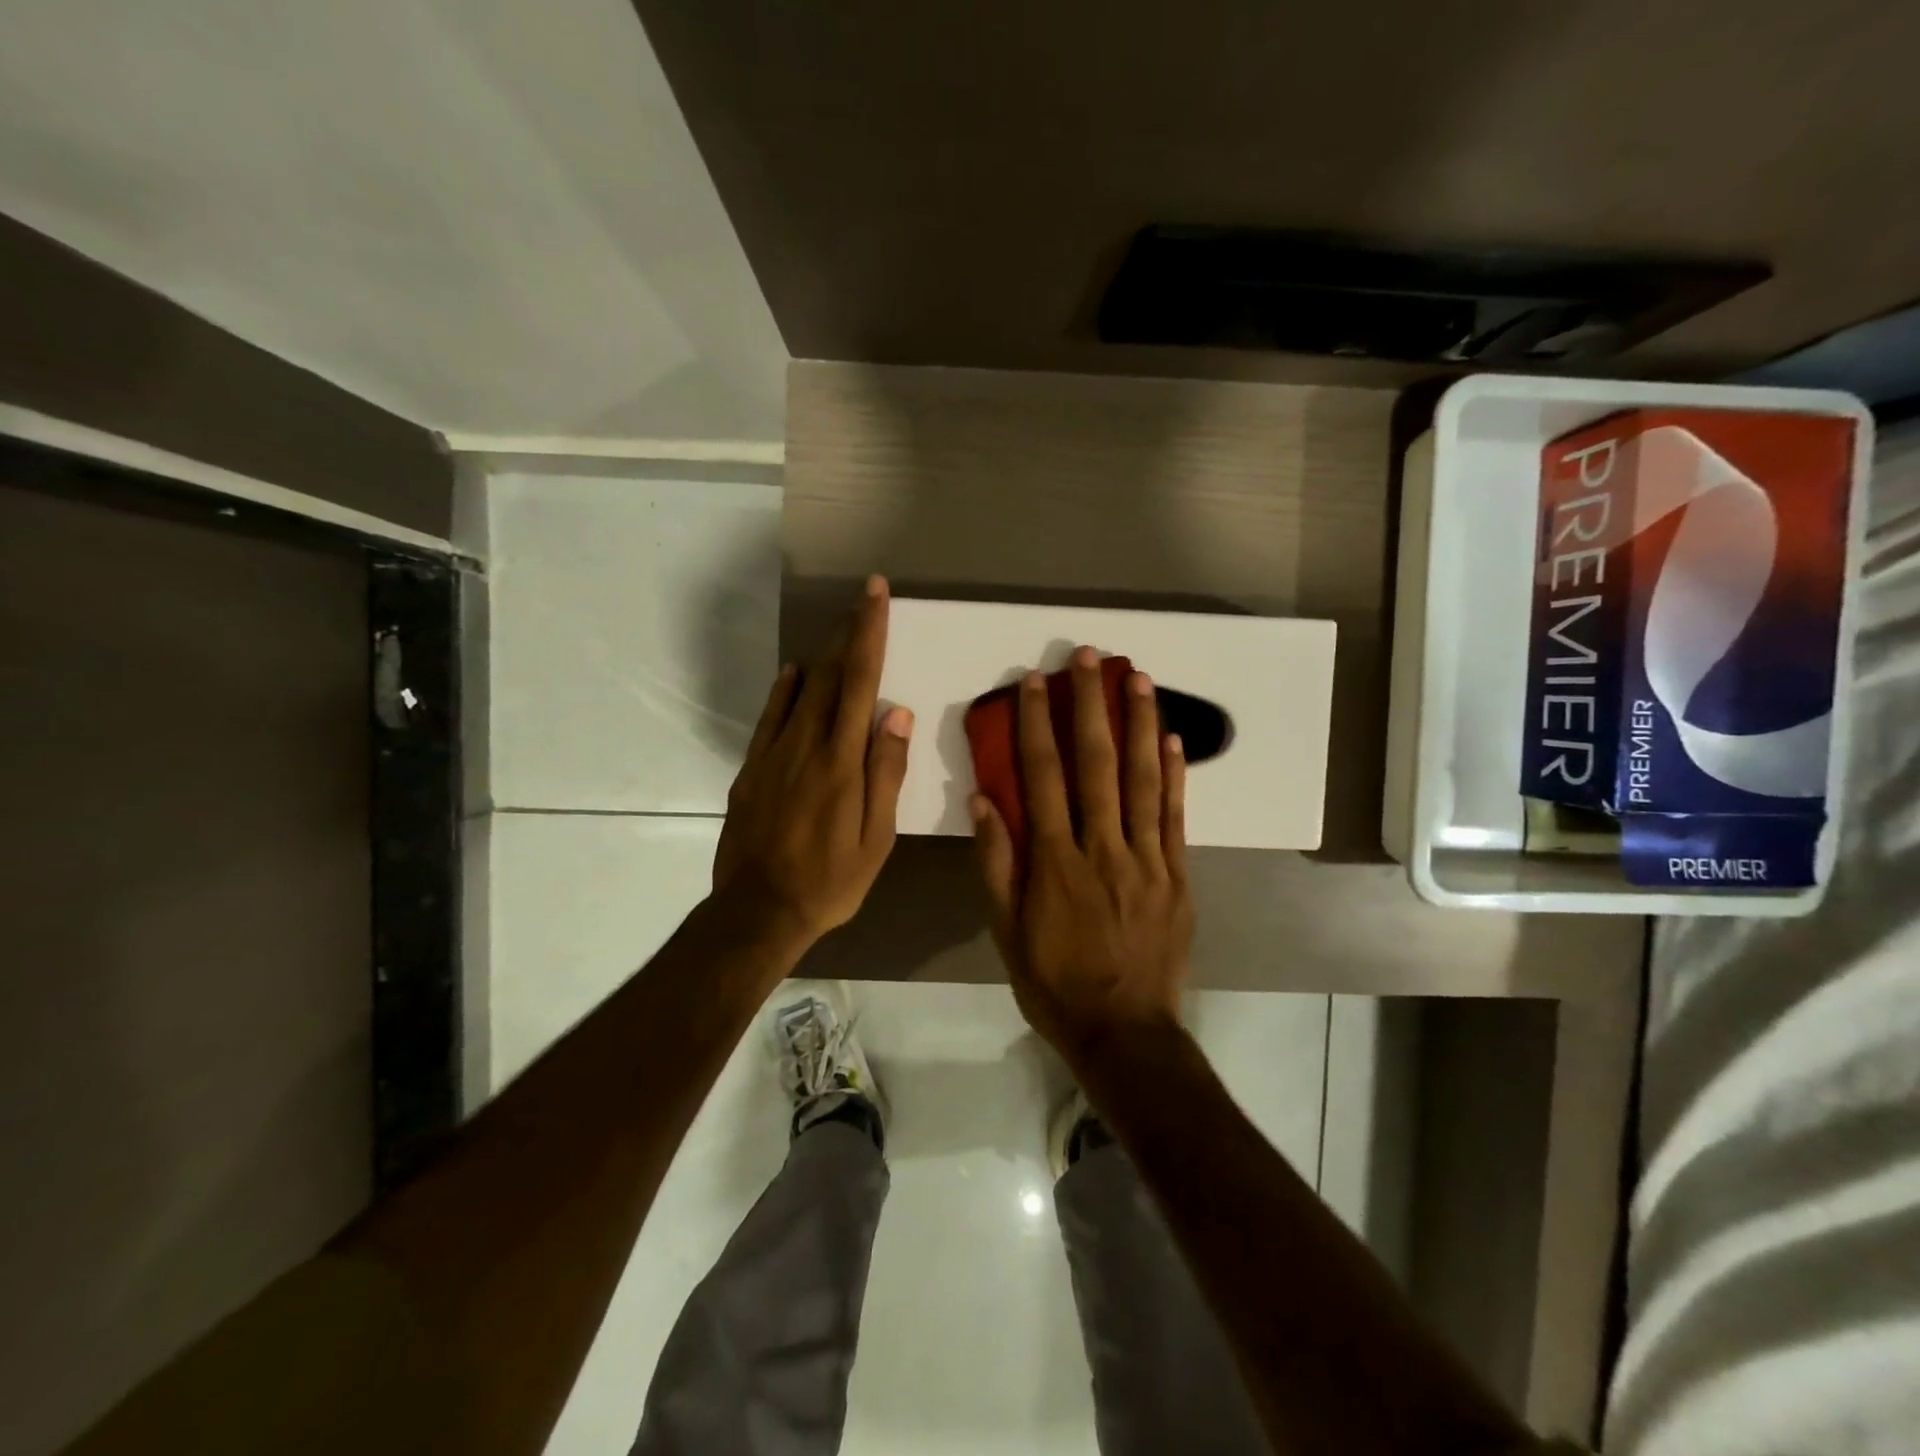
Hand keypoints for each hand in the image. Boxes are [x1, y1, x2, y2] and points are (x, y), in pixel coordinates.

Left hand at [712, 576, 912, 953]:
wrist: (758, 912)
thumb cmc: (830, 880)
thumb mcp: (875, 839)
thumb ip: (885, 773)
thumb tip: (895, 714)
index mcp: (841, 760)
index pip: (859, 682)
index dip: (869, 634)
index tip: (874, 595)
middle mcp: (805, 745)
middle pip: (829, 676)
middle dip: (849, 633)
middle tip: (863, 602)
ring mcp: (772, 756)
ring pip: (800, 692)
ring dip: (822, 657)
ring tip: (839, 634)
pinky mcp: (751, 772)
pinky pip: (769, 718)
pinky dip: (784, 691)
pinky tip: (794, 676)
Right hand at [971, 646, 1192, 1069]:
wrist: (1124, 1031)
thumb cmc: (1054, 981)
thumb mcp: (1006, 931)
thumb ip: (996, 864)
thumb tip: (984, 801)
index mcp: (1055, 862)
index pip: (1043, 777)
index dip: (1037, 725)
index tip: (1035, 682)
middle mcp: (1103, 848)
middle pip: (1096, 764)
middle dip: (1091, 705)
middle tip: (1089, 657)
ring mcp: (1147, 859)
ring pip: (1142, 780)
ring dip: (1139, 724)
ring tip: (1138, 677)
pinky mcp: (1178, 875)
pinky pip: (1176, 816)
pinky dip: (1174, 775)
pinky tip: (1172, 738)